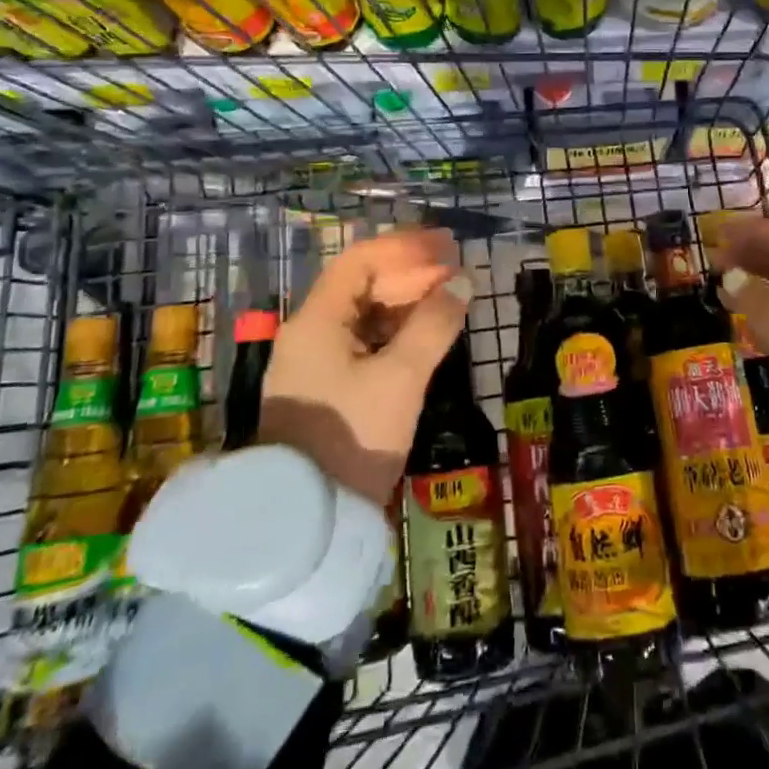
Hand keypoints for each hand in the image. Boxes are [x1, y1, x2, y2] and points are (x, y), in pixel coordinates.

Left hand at [258, 228, 471, 507]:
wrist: (306, 522)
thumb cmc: (353, 437)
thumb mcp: (401, 378)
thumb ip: (434, 324)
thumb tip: (462, 281)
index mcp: (317, 321)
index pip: (361, 260)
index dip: (407, 247)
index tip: (449, 246)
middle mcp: (310, 333)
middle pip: (363, 284)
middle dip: (412, 272)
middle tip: (458, 271)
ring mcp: (316, 363)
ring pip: (365, 314)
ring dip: (407, 300)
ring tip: (449, 298)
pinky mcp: (327, 389)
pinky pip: (365, 342)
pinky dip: (397, 330)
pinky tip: (426, 334)